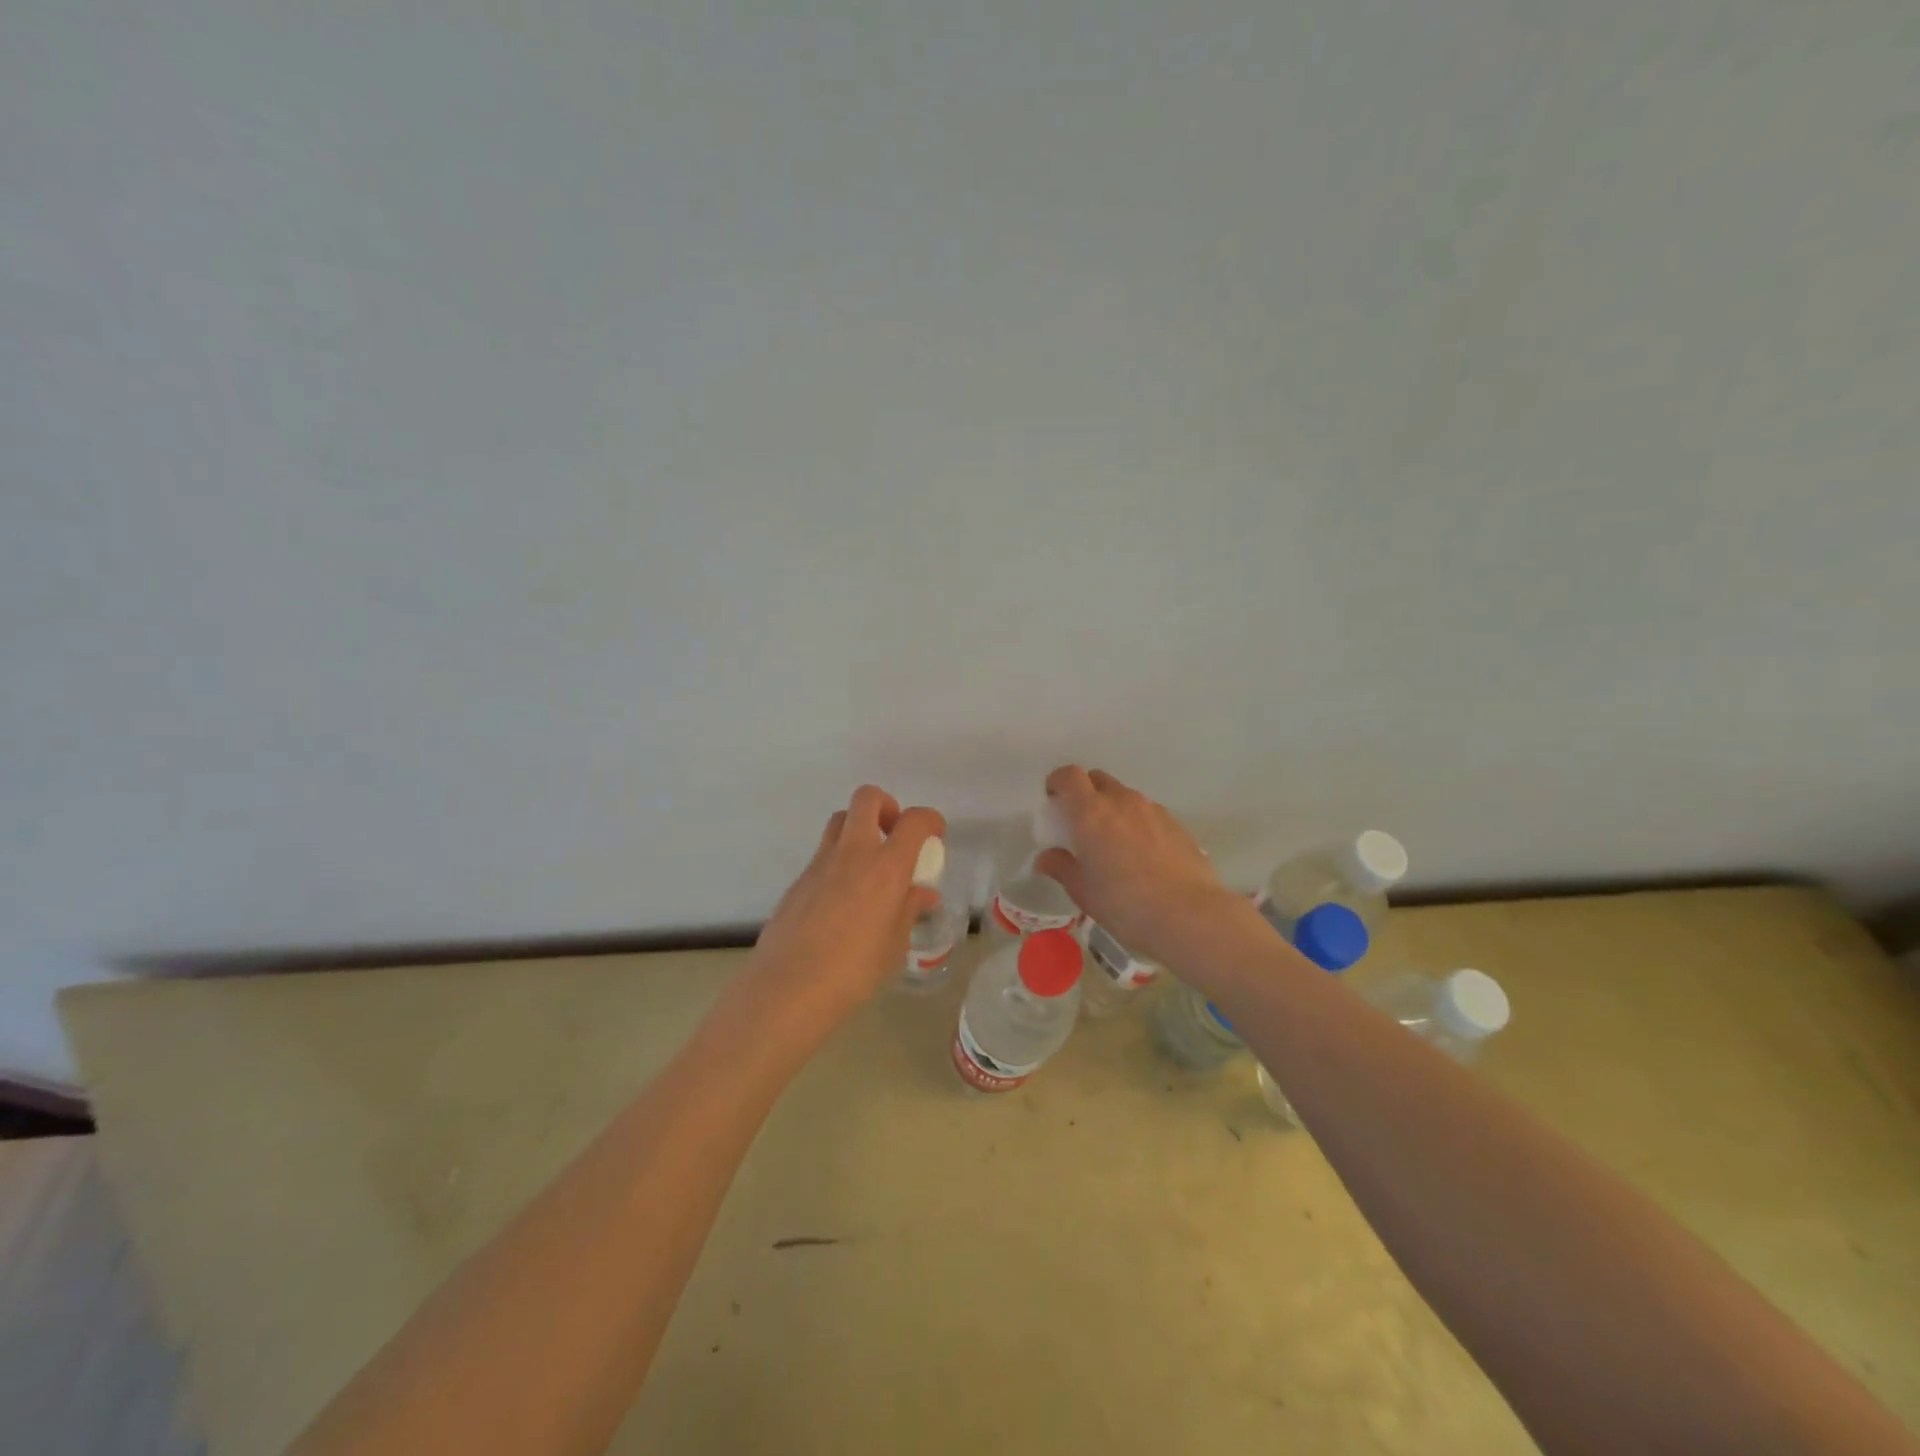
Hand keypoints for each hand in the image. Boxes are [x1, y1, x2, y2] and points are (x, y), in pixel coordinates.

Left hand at [735, 785, 944, 1041]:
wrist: (788, 988)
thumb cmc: (854, 971)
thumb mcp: (894, 944)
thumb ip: (908, 910)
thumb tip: (923, 894)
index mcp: (886, 867)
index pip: (914, 821)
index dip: (930, 820)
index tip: (934, 836)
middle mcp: (853, 853)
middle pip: (867, 799)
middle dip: (886, 806)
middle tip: (894, 836)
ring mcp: (820, 863)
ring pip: (840, 821)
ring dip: (858, 829)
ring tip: (869, 866)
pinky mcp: (798, 880)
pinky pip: (823, 854)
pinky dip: (838, 861)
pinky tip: (842, 900)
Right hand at [1034, 765, 1244, 967]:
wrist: (1189, 915)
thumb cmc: (1125, 904)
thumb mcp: (1083, 891)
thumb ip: (1061, 867)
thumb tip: (1046, 858)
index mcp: (1091, 812)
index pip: (1069, 776)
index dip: (1058, 783)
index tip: (1053, 802)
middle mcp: (1122, 801)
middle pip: (1098, 779)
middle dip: (1085, 793)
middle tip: (1080, 824)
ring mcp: (1152, 810)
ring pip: (1124, 796)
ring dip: (1112, 808)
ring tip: (1113, 843)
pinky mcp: (1176, 824)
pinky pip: (1147, 813)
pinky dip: (1136, 823)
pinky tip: (1142, 855)